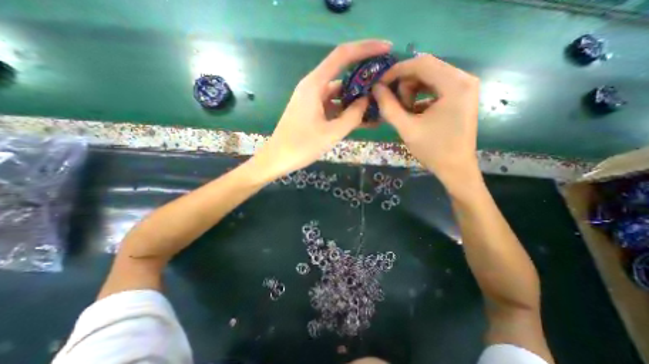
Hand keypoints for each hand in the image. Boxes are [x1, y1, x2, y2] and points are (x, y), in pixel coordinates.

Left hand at [249, 40, 389, 181]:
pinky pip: (332, 106)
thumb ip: (352, 116)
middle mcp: (313, 87)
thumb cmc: (301, 146)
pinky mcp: (311, 111)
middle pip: (342, 75)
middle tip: (385, 86)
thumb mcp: (331, 133)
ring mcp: (311, 99)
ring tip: (376, 106)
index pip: (343, 55)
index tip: (387, 49)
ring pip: (338, 94)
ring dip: (355, 99)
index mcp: (314, 85)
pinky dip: (345, 110)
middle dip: (364, 79)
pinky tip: (359, 119)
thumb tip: (366, 101)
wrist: (278, 159)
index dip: (366, 48)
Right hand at [371, 55, 480, 188]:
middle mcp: (464, 79)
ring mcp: (464, 87)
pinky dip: (420, 96)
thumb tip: (375, 88)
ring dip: (411, 91)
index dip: (396, 71)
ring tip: (405, 111)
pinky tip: (413, 112)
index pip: (421, 63)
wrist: (455, 168)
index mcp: (455, 84)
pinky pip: (434, 87)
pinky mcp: (460, 96)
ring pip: (429, 77)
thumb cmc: (432, 150)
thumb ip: (389, 107)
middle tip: (395, 105)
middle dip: (404, 84)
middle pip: (426, 68)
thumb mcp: (407, 128)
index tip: (380, 84)